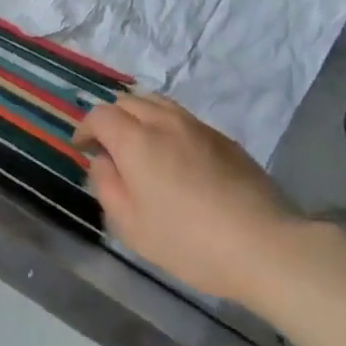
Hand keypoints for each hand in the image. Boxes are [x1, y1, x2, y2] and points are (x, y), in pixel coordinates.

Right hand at [76, 93, 299, 304]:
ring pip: (158, 103)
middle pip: (128, 101)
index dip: (86, 128)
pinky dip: (167, 126)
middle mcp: (164, 121)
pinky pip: (183, 118)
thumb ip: (107, 187)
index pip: (101, 115)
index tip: (83, 148)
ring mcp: (197, 126)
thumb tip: (102, 161)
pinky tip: (175, 158)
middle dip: (111, 119)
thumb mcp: (132, 226)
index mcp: (136, 140)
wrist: (263, 243)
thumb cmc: (188, 241)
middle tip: (110, 149)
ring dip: (140, 117)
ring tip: (141, 148)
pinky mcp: (222, 137)